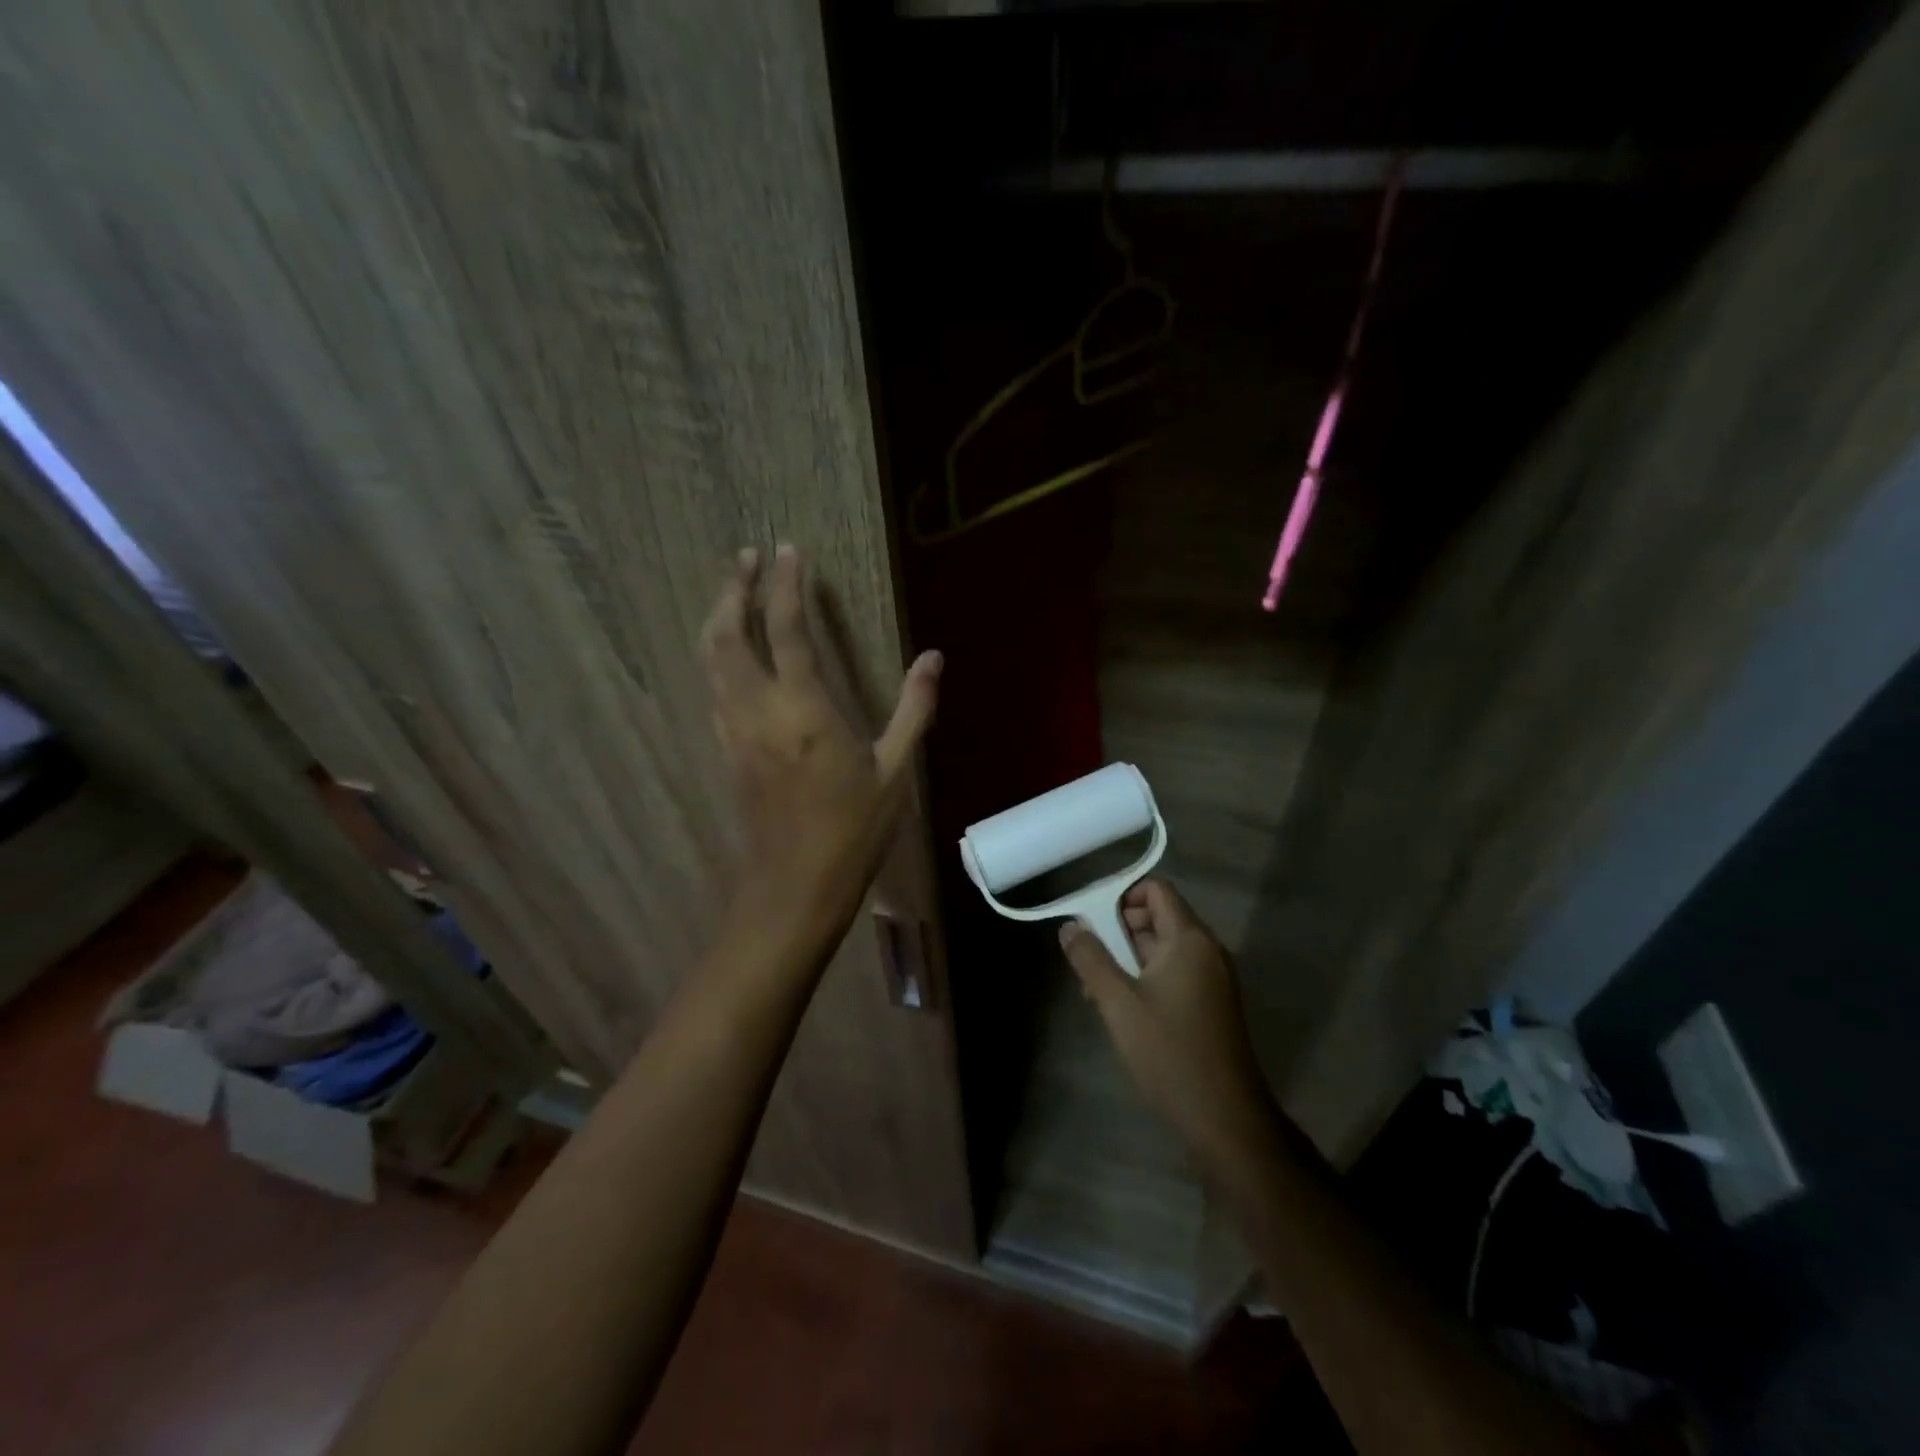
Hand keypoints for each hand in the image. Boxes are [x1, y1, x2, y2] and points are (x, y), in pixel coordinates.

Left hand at [700, 544, 939, 946]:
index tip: (788, 549)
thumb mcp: (896, 771)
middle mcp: (759, 711)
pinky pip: (714, 690)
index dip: (784, 584)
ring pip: (711, 660)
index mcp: (804, 709)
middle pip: (727, 634)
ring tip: (733, 591)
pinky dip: (719, 658)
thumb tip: (934, 657)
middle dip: (733, 589)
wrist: (796, 887)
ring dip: (718, 618)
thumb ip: (914, 708)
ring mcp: (735, 731)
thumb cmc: (854, 831)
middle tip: (747, 558)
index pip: (786, 629)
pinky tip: (732, 656)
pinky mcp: (727, 751)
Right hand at [1059, 880, 1280, 1177]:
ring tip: (1094, 990)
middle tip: (1087, 960)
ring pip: (1162, 948)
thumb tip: (1070, 926)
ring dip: (1126, 958)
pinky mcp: (1211, 1004)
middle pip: (1157, 917)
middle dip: (1117, 931)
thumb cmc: (1169, 1053)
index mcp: (1189, 939)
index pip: (1156, 890)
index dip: (1121, 897)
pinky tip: (1119, 1009)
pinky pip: (1173, 972)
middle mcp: (1206, 950)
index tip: (1092, 924)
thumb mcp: (1118, 1003)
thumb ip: (1091, 958)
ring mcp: (1212, 978)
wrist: (1225, 1119)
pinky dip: (1145, 978)